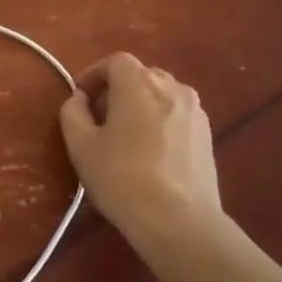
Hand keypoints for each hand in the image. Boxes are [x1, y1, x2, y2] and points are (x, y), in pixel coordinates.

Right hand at [59, 53, 225, 255]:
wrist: (179, 220)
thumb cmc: (122, 178)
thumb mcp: (81, 145)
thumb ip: (73, 112)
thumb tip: (80, 98)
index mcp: (139, 84)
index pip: (115, 61)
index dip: (94, 74)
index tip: (80, 96)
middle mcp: (172, 87)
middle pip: (140, 75)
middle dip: (117, 89)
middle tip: (99, 118)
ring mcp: (195, 111)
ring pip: (160, 94)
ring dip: (139, 104)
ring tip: (125, 135)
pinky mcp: (207, 134)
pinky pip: (176, 114)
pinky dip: (159, 120)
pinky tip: (150, 151)